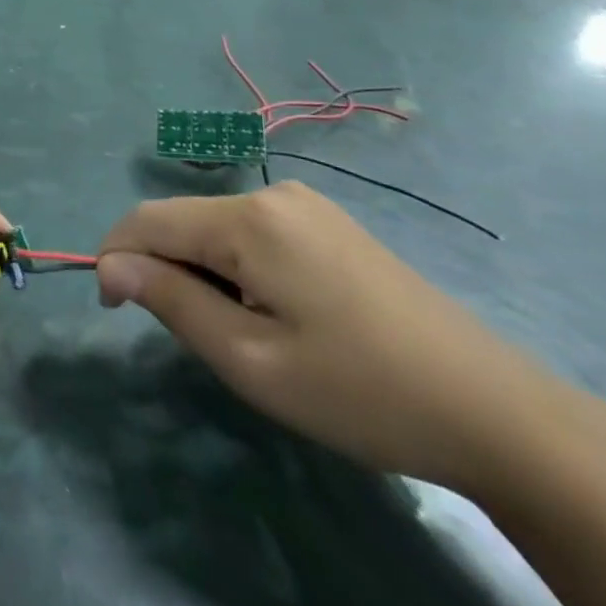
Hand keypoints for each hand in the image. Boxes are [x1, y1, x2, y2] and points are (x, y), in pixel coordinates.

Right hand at [96, 184, 563, 489]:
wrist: (495, 410)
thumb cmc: (360, 391)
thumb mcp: (251, 360)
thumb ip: (171, 300)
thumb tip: (110, 264)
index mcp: (249, 219)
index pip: (147, 218)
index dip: (115, 257)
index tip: (113, 310)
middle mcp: (273, 194)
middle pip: (184, 221)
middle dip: (164, 269)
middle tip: (195, 340)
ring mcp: (307, 205)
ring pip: (218, 228)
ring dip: (203, 272)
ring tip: (241, 336)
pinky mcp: (330, 224)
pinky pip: (255, 234)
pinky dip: (237, 268)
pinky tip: (277, 316)